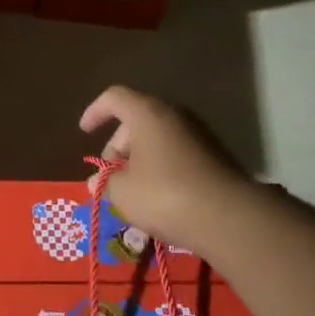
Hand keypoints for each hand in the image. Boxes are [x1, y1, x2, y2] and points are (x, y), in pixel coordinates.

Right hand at [81, 85, 256, 256]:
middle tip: (111, 176)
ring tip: (133, 190)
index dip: (95, 111)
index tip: (84, 131)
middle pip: (136, 119)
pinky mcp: (215, 155)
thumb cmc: (166, 195)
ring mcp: (198, 133)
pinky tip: (159, 197)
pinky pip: (177, 152)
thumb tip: (96, 182)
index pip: (114, 98)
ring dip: (140, 158)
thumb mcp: (124, 192)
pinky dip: (162, 166)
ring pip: (158, 137)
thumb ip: (106, 182)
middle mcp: (173, 114)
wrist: (230, 218)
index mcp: (147, 113)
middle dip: (118, 146)